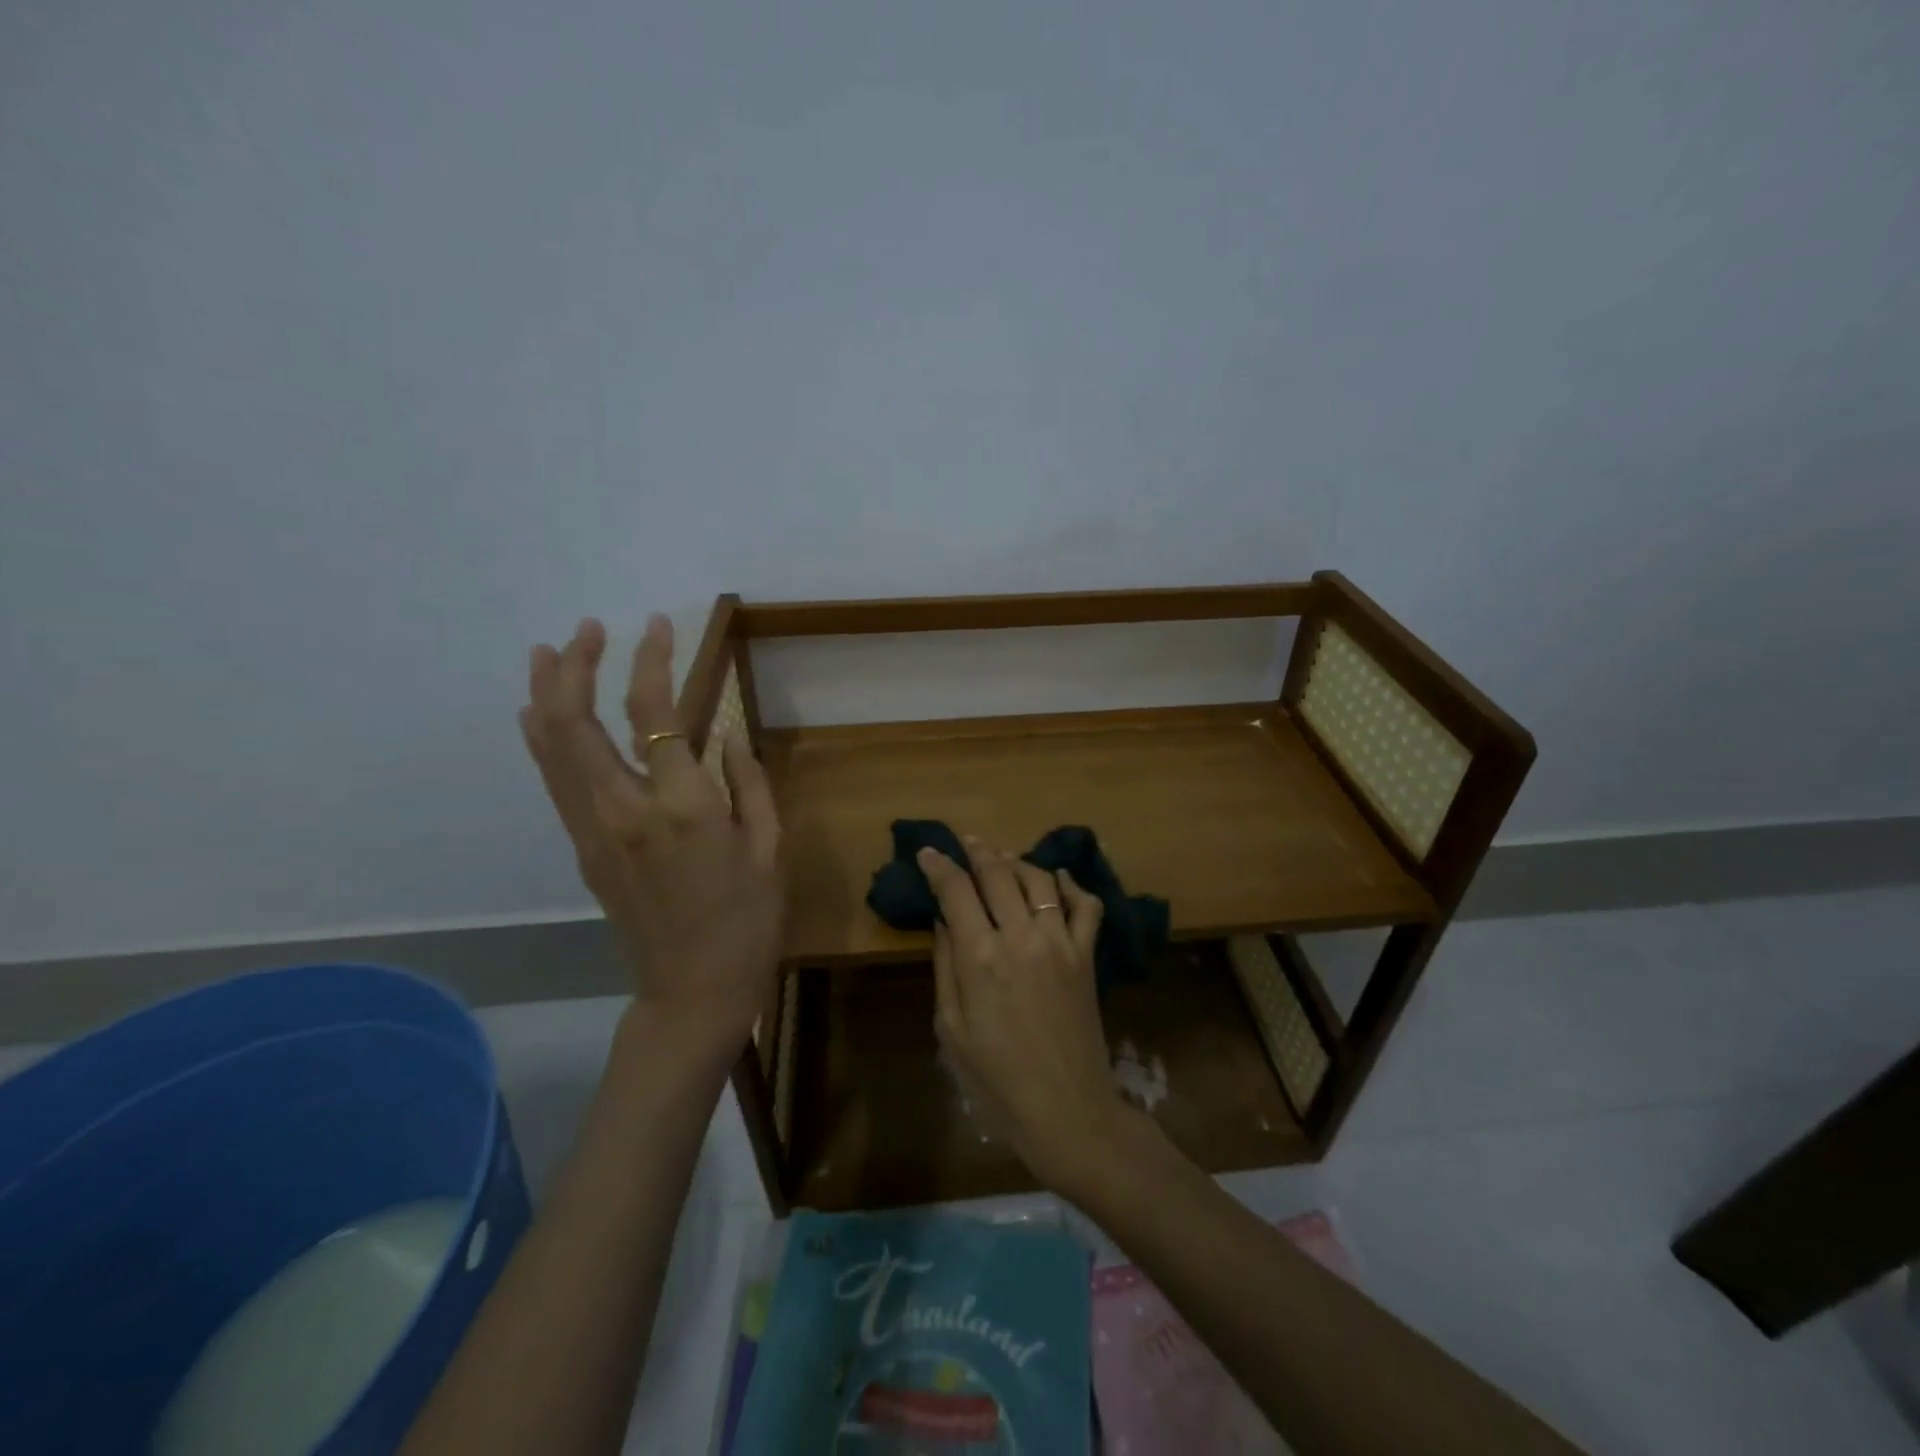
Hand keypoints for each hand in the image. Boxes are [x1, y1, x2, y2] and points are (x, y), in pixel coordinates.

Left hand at [520, 615, 782, 1045]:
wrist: (695, 989)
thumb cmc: (749, 918)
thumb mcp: (769, 845)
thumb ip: (748, 780)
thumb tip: (727, 732)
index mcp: (683, 805)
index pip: (654, 713)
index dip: (651, 660)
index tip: (656, 624)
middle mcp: (625, 809)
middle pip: (575, 722)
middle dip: (575, 666)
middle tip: (586, 629)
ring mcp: (595, 831)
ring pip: (551, 749)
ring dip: (545, 694)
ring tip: (548, 652)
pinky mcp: (585, 849)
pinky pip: (557, 780)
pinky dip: (546, 738)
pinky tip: (545, 715)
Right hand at [919, 838, 1131, 1192]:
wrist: (1067, 1109)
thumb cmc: (996, 1079)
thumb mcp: (952, 1028)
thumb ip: (946, 966)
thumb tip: (944, 920)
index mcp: (980, 957)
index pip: (956, 891)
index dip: (938, 865)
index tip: (927, 851)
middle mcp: (1021, 936)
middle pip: (997, 873)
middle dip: (977, 851)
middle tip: (965, 843)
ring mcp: (1060, 942)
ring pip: (1038, 879)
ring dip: (1016, 861)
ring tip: (1001, 858)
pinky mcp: (1087, 954)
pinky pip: (1086, 905)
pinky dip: (1071, 885)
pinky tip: (1057, 879)